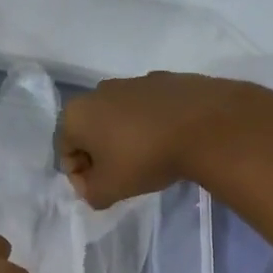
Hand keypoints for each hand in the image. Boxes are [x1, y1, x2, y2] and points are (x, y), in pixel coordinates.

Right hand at [57, 72, 252, 207]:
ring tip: (149, 159)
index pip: (66, 153)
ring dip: (126, 139)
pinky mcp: (164, 80)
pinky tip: (169, 141)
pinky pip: (147, 109)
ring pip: (119, 118)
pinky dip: (150, 125)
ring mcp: (133, 81)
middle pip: (91, 132)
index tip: (102, 192)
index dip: (81, 178)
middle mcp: (99, 91)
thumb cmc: (145, 157)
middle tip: (123, 178)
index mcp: (76, 113)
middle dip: (102, 156)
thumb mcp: (110, 190)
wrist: (206, 125)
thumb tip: (92, 187)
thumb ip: (90, 193)